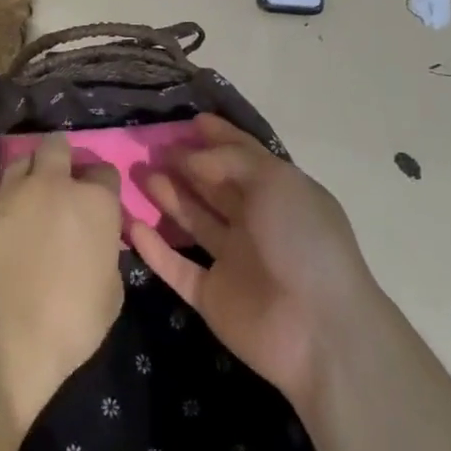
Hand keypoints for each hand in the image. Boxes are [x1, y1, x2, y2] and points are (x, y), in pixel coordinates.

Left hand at [0, 133, 123, 427]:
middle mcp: (53, 185)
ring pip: (21, 163)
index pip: (104, 171)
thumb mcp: (112, 289)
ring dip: (30, 176)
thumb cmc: (72, 320)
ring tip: (29, 203)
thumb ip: (105, 252)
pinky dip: (5, 210)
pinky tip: (4, 236)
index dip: (102, 187)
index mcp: (94, 201)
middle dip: (61, 158)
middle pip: (57, 146)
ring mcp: (11, 195)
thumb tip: (95, 244)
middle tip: (61, 185)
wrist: (6, 338)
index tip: (98, 204)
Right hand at [129, 114, 380, 411]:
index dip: (219, 137)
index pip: (244, 157)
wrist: (319, 330)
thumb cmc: (302, 241)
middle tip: (151, 146)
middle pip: (213, 186)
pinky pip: (176, 266)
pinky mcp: (211, 296)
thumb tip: (190, 156)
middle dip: (185, 164)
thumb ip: (229, 160)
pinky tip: (131, 224)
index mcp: (279, 194)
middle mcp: (256, 223)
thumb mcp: (274, 181)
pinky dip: (154, 247)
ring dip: (166, 197)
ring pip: (192, 221)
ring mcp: (233, 261)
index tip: (189, 121)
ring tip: (137, 174)